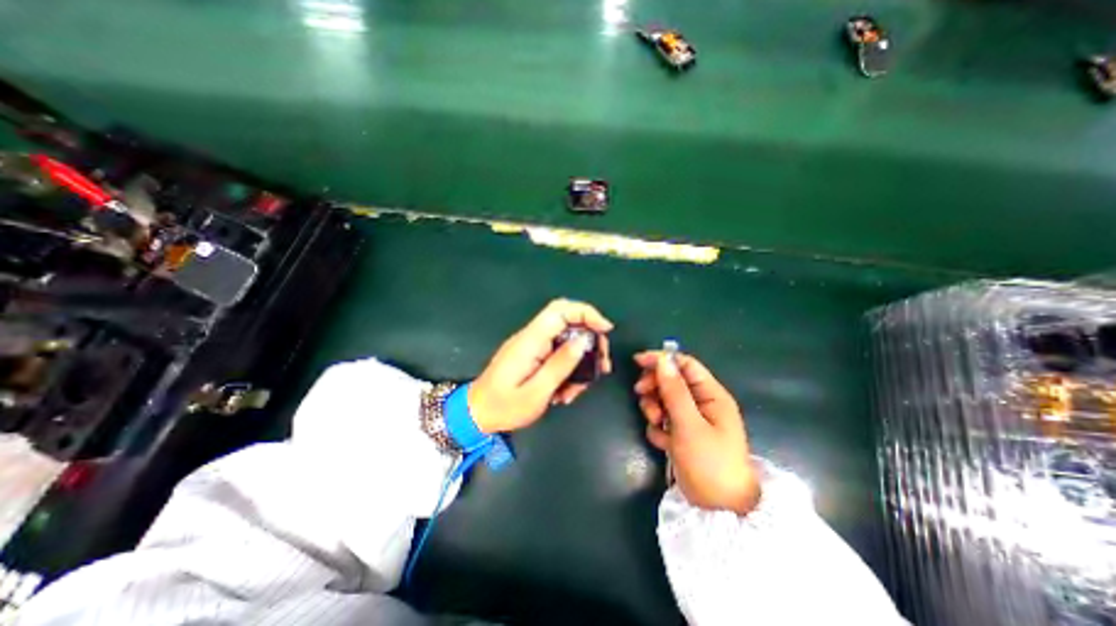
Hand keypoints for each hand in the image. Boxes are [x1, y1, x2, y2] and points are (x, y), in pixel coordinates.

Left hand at [468, 302, 614, 431]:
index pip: (560, 311)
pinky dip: (568, 369)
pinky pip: (558, 354)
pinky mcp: (533, 356)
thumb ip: (560, 365)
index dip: (586, 313)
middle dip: (589, 338)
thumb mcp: (536, 392)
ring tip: (580, 387)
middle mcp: (532, 337)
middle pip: (567, 321)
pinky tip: (566, 391)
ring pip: (566, 340)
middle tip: (602, 363)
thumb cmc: (504, 407)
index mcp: (530, 340)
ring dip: (580, 360)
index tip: (606, 329)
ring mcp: (532, 346)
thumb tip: (584, 340)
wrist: (476, 413)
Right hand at [632, 349, 763, 516]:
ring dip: (654, 408)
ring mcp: (692, 420)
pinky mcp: (682, 434)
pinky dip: (659, 427)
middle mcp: (702, 403)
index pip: (685, 365)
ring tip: (657, 425)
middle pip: (671, 381)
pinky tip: (663, 442)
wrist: (718, 510)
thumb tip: (663, 360)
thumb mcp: (689, 425)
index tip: (637, 361)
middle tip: (642, 396)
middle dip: (655, 387)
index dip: (662, 360)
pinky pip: (663, 420)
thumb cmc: (710, 463)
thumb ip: (675, 391)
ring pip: (664, 400)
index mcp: (711, 395)